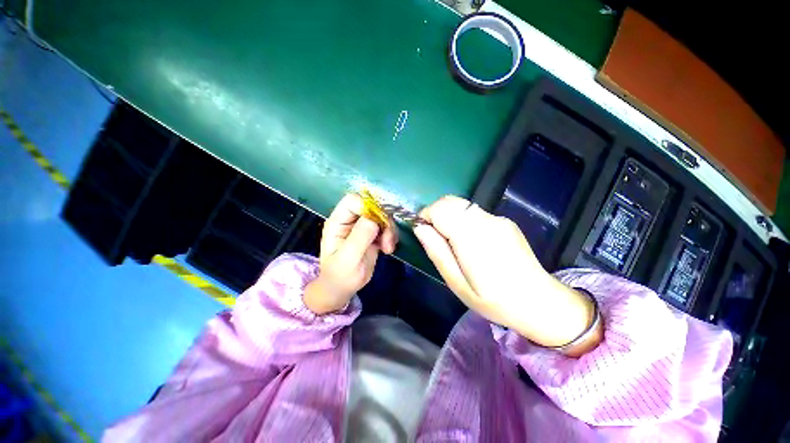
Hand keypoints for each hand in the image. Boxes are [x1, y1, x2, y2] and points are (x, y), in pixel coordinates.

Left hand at [304, 194, 397, 314]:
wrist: (343, 288)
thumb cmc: (339, 276)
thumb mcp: (348, 259)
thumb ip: (359, 237)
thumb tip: (373, 219)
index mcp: (338, 221)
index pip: (353, 201)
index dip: (367, 207)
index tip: (378, 224)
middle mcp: (351, 220)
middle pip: (372, 207)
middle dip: (383, 221)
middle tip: (388, 240)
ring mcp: (362, 227)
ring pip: (382, 217)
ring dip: (389, 231)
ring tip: (388, 248)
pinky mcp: (373, 234)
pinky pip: (386, 227)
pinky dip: (391, 236)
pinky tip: (388, 249)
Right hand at [413, 196, 596, 351]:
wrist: (540, 302)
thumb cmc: (494, 300)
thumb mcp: (457, 283)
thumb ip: (437, 252)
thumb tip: (420, 229)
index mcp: (472, 238)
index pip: (440, 209)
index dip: (426, 216)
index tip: (424, 233)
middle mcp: (486, 221)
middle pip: (450, 201)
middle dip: (436, 213)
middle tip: (436, 238)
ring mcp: (497, 219)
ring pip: (462, 205)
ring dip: (449, 216)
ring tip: (452, 241)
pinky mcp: (504, 221)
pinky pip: (474, 212)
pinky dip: (463, 219)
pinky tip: (471, 241)